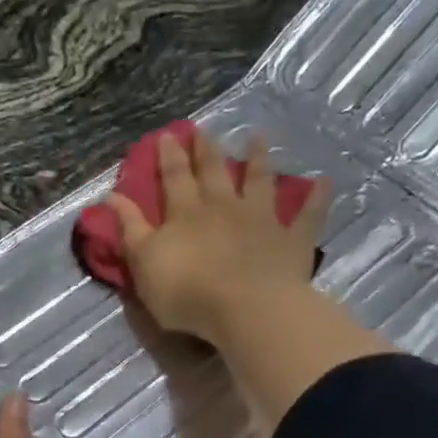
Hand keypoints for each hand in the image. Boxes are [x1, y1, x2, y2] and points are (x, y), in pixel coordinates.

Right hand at [109, 130, 330, 346]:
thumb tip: (113, 196)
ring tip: (258, 138)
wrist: (245, 309)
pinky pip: (307, 216)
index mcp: (186, 213)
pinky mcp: (292, 241)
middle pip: (214, 172)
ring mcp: (261, 221)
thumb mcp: (143, 262)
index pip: (174, 178)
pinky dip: (316, 198)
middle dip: (207, 149)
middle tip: (204, 128)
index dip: (168, 156)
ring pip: (260, 182)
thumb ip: (130, 228)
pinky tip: (324, 182)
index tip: (167, 135)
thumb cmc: (186, 291)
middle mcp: (223, 207)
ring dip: (259, 159)